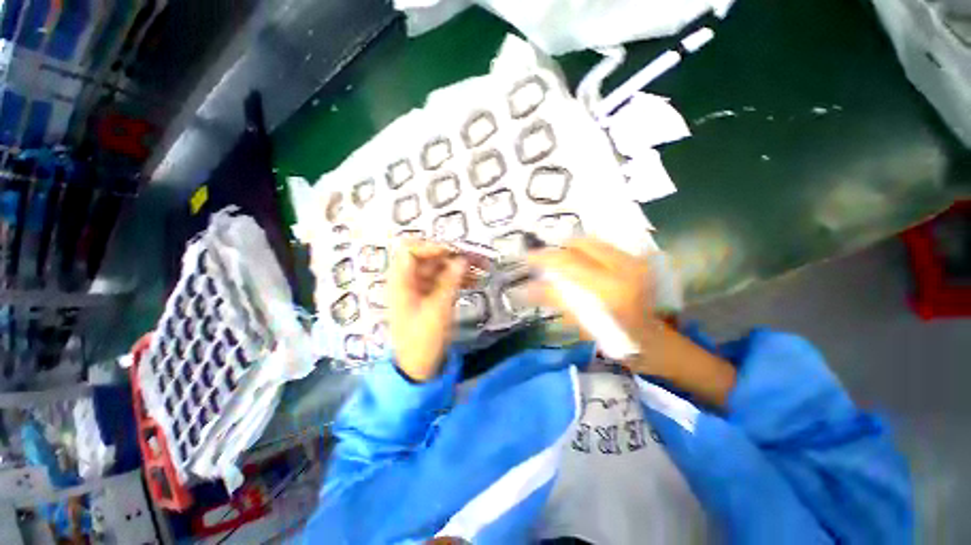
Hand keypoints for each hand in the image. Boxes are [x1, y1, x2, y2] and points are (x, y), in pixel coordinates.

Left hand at [388, 240, 466, 381]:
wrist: (418, 368)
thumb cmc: (423, 339)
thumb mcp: (438, 309)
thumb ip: (450, 281)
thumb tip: (462, 259)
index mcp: (401, 282)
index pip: (410, 251)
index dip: (432, 246)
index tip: (456, 250)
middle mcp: (408, 281)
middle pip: (429, 259)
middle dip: (453, 256)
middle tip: (477, 257)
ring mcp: (419, 290)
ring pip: (439, 270)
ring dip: (459, 268)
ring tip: (483, 268)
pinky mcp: (429, 298)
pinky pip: (443, 282)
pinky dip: (458, 280)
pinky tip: (475, 281)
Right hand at [527, 237, 656, 352]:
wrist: (655, 340)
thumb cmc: (617, 341)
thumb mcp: (583, 324)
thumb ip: (556, 300)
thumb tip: (527, 289)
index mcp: (611, 289)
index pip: (569, 262)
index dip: (545, 257)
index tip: (528, 258)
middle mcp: (625, 268)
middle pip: (579, 244)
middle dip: (557, 251)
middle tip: (544, 262)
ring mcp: (634, 261)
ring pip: (591, 242)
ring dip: (570, 250)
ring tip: (560, 263)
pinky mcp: (637, 259)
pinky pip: (602, 247)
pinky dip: (584, 252)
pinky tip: (578, 263)